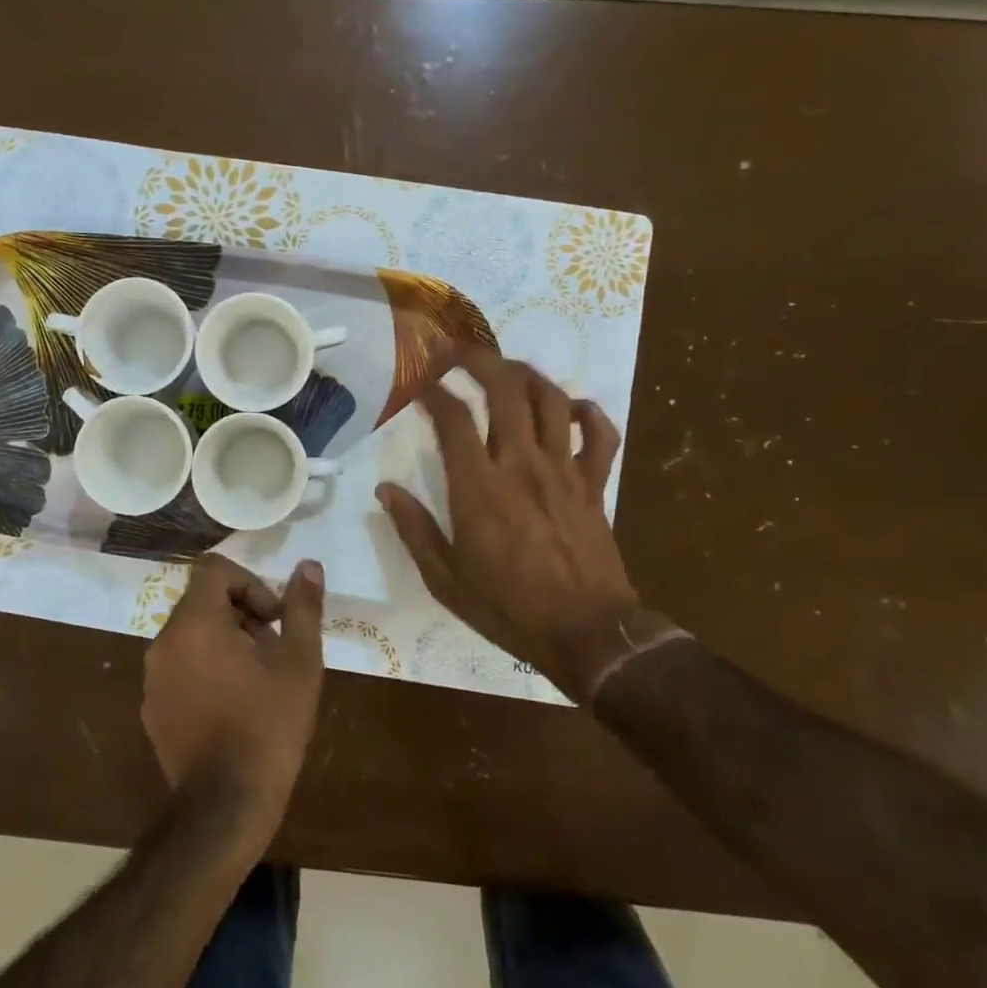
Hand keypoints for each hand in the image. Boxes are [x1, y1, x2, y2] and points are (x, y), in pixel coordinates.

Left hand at [143, 554, 324, 837]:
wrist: (225, 807)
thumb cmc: (268, 727)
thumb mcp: (299, 663)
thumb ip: (303, 608)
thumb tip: (308, 566)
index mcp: (195, 622)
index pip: (214, 569)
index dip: (250, 583)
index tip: (274, 619)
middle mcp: (164, 641)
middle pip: (203, 601)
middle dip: (242, 614)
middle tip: (273, 651)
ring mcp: (152, 677)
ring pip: (192, 635)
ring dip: (225, 642)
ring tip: (258, 681)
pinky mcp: (151, 708)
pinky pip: (180, 668)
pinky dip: (205, 670)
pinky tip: (233, 707)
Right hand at [376, 347, 648, 700]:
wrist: (587, 633)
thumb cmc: (508, 607)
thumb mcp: (445, 579)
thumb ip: (413, 529)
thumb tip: (385, 490)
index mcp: (478, 487)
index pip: (453, 418)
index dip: (433, 391)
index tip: (419, 385)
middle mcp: (521, 464)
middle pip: (505, 389)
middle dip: (478, 360)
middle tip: (457, 354)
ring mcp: (564, 470)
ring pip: (550, 399)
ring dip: (526, 375)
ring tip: (506, 372)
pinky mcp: (594, 484)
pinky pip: (601, 434)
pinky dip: (587, 412)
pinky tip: (569, 409)